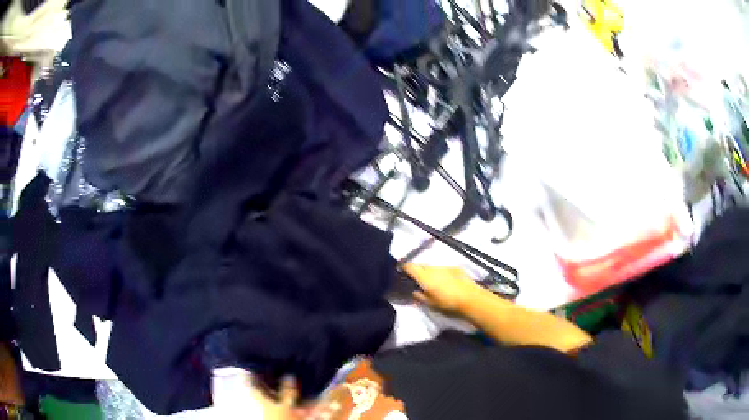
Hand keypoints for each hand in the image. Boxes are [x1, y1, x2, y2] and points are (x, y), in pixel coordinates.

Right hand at [403, 263, 482, 312]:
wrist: (470, 298)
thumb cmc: (447, 303)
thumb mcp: (431, 303)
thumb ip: (420, 296)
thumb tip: (415, 292)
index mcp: (424, 276)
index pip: (410, 266)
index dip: (404, 267)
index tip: (401, 271)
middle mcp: (433, 268)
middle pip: (421, 265)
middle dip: (417, 270)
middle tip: (417, 279)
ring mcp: (445, 266)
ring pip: (433, 266)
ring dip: (430, 271)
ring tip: (432, 281)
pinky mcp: (455, 267)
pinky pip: (443, 268)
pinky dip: (441, 273)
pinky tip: (445, 281)